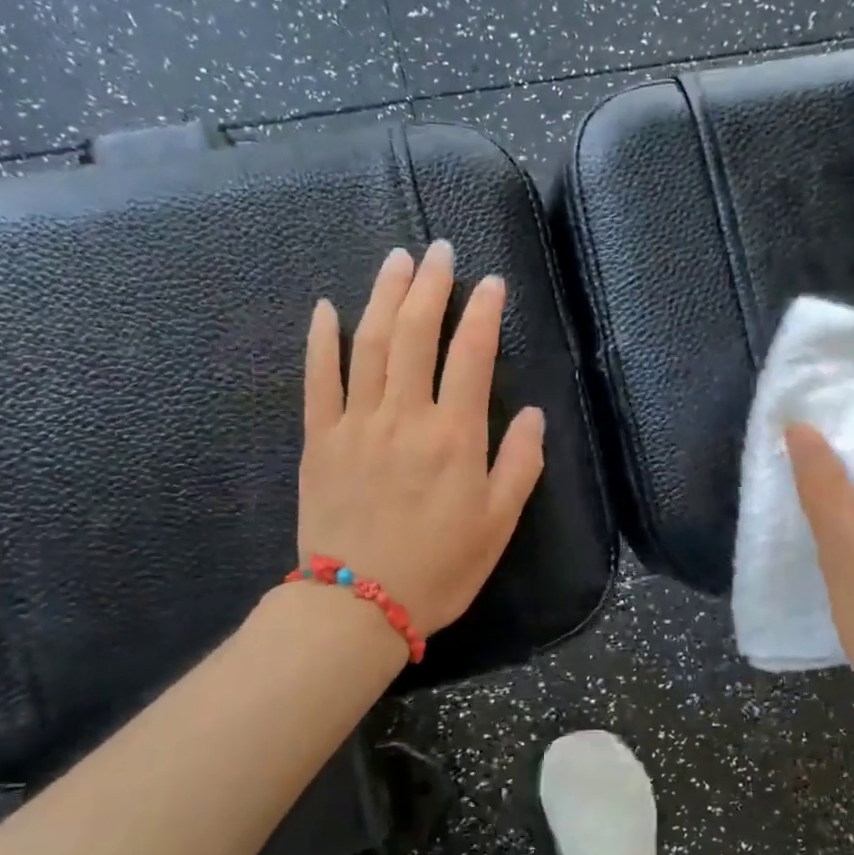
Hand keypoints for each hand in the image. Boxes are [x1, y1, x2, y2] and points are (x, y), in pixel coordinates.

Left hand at [296, 241, 544, 635]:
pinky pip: (319, 379)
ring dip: (383, 296)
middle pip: (416, 334)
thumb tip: (534, 414)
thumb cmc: (440, 567)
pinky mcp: (320, 440)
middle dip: (430, 286)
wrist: (359, 605)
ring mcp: (356, 423)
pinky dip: (322, 340)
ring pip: (369, 344)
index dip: (483, 313)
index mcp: (455, 436)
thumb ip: (520, 464)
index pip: (472, 356)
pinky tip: (327, 308)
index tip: (490, 282)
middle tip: (438, 249)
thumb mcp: (499, 523)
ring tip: (396, 260)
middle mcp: (405, 416)